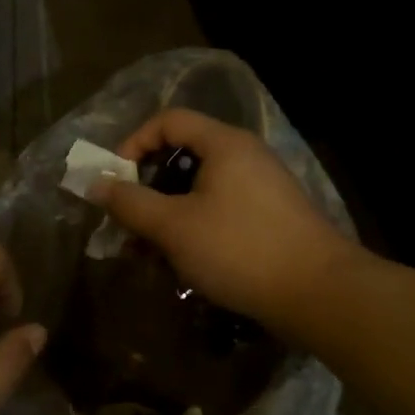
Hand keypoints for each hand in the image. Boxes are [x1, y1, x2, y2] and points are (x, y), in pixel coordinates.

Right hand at [92, 108, 360, 341]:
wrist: (319, 293)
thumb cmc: (239, 249)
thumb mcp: (174, 226)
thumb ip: (130, 202)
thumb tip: (96, 183)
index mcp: (224, 144)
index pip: (169, 121)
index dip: (134, 143)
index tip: (115, 180)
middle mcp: (245, 156)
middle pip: (183, 155)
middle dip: (147, 189)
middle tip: (128, 222)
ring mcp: (262, 187)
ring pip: (200, 189)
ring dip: (167, 215)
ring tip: (149, 253)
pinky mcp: (271, 217)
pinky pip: (220, 210)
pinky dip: (194, 227)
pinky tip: (183, 263)